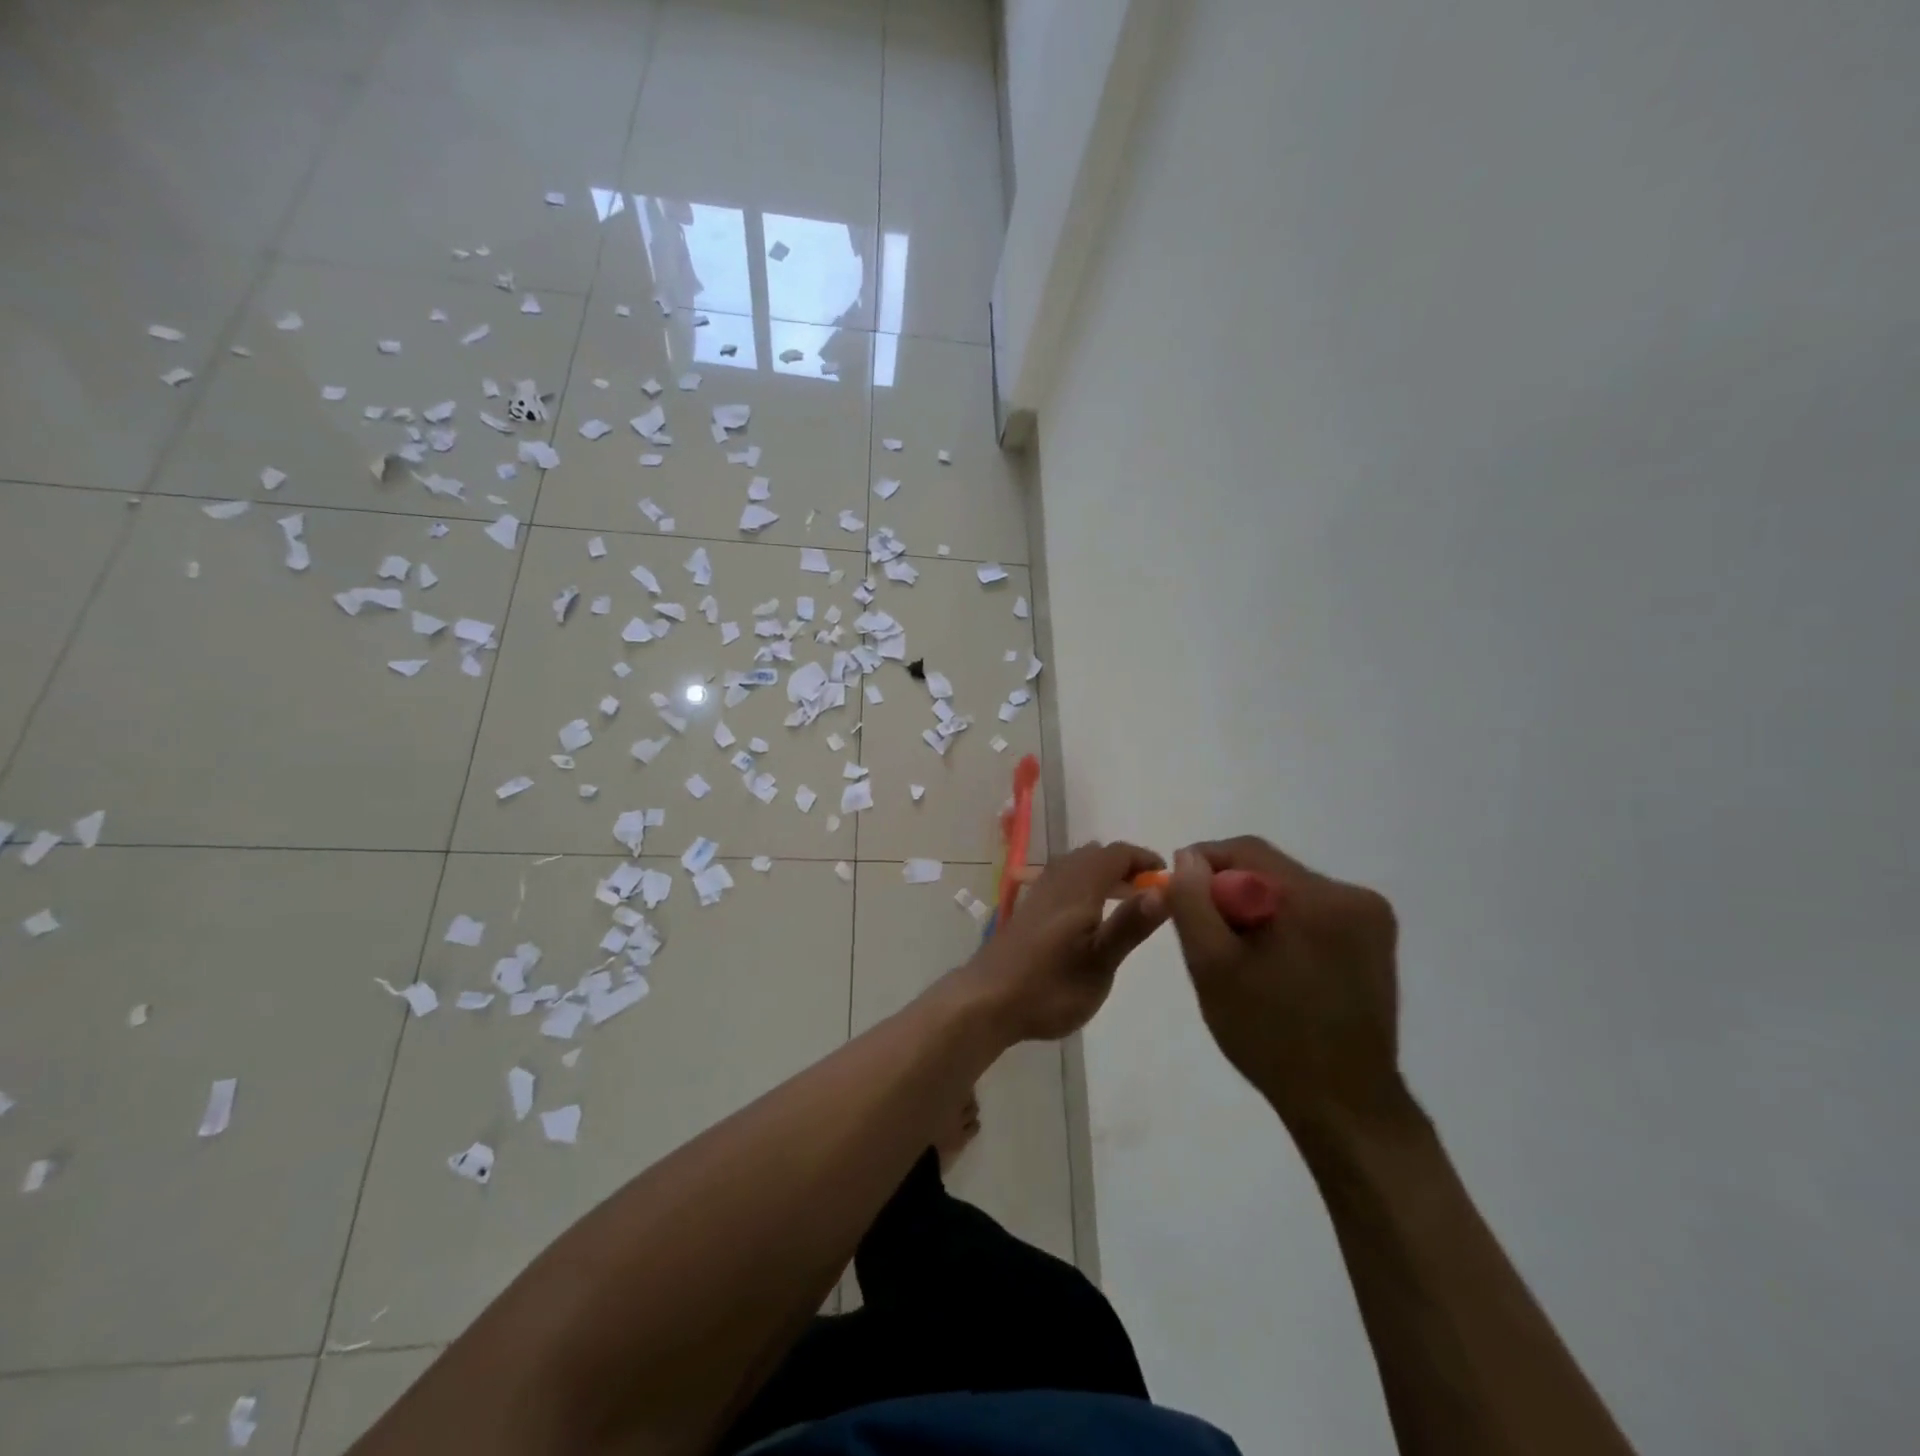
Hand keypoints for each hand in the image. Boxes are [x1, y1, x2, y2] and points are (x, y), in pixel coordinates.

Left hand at [959, 842, 1168, 1041]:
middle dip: (1124, 865)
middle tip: (1147, 892)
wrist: (986, 1001)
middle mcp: (1056, 882)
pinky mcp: (1027, 911)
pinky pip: (1061, 880)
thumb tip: (1165, 890)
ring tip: (1123, 901)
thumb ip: (1130, 925)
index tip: (1165, 876)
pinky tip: (1087, 916)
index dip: (1143, 858)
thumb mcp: (1100, 963)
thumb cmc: (1050, 987)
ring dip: (1102, 873)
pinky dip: (1083, 884)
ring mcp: (1037, 895)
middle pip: (1094, 855)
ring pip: (1074, 866)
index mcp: (1078, 889)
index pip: (1115, 854)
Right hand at [1166, 838, 1402, 1132]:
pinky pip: (1314, 911)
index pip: (1245, 851)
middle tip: (1210, 939)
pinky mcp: (1377, 940)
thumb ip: (1192, 902)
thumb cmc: (1270, 1035)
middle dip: (1232, 894)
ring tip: (1244, 959)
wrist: (1345, 1104)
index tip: (1182, 898)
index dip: (1204, 865)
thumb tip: (1187, 857)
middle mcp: (1353, 896)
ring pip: (1290, 890)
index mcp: (1316, 898)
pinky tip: (1277, 966)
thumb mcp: (1212, 967)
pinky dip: (1286, 925)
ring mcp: (1372, 918)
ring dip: (1259, 910)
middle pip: (1270, 870)